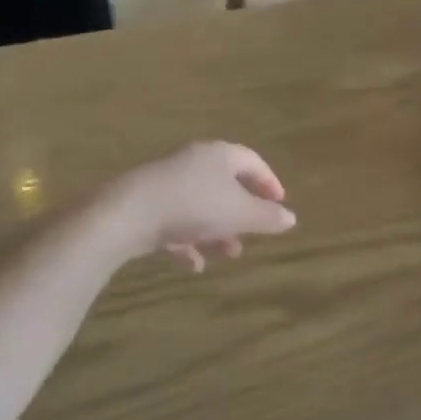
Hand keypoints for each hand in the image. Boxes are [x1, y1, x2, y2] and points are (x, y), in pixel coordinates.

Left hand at [108, 142, 295, 271]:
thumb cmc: (194, 206)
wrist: (129, 213)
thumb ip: (267, 217)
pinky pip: (177, 220)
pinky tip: (193, 265)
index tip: (280, 203)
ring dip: (218, 230)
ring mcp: (168, 182)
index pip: (252, 162)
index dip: (269, 182)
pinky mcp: (148, 203)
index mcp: (220, 155)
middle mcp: (194, 162)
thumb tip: (291, 218)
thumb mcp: (239, 214)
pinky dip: (189, 240)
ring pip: (202, 205)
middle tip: (255, 232)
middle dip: (242, 212)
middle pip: (226, 183)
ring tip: (229, 254)